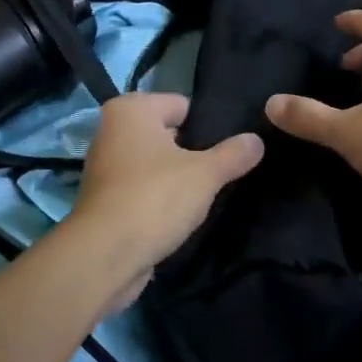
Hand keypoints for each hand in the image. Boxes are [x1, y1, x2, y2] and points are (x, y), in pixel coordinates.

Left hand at [71, 92, 262, 295]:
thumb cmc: (155, 198)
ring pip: (155, 163)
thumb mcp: (205, 174)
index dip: (208, 126)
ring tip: (206, 195)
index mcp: (131, 109)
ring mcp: (104, 166)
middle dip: (193, 152)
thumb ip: (234, 154)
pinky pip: (142, 188)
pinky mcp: (104, 199)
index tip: (230, 147)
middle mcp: (111, 129)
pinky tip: (181, 214)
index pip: (182, 105)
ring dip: (176, 178)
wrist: (104, 256)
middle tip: (222, 172)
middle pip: (168, 133)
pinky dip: (159, 198)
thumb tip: (257, 140)